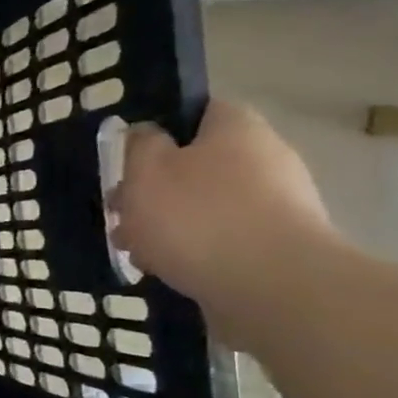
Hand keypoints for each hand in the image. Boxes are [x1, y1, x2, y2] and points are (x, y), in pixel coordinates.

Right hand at [111, 100, 337, 331]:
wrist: (271, 286)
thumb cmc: (196, 217)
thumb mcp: (146, 171)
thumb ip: (140, 145)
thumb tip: (147, 132)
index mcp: (236, 128)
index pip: (197, 111)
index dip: (159, 130)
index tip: (128, 158)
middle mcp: (265, 157)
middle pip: (196, 164)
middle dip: (154, 189)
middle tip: (120, 213)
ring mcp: (277, 204)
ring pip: (204, 205)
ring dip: (167, 223)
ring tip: (134, 250)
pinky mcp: (276, 246)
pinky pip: (222, 239)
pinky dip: (192, 250)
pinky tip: (165, 269)